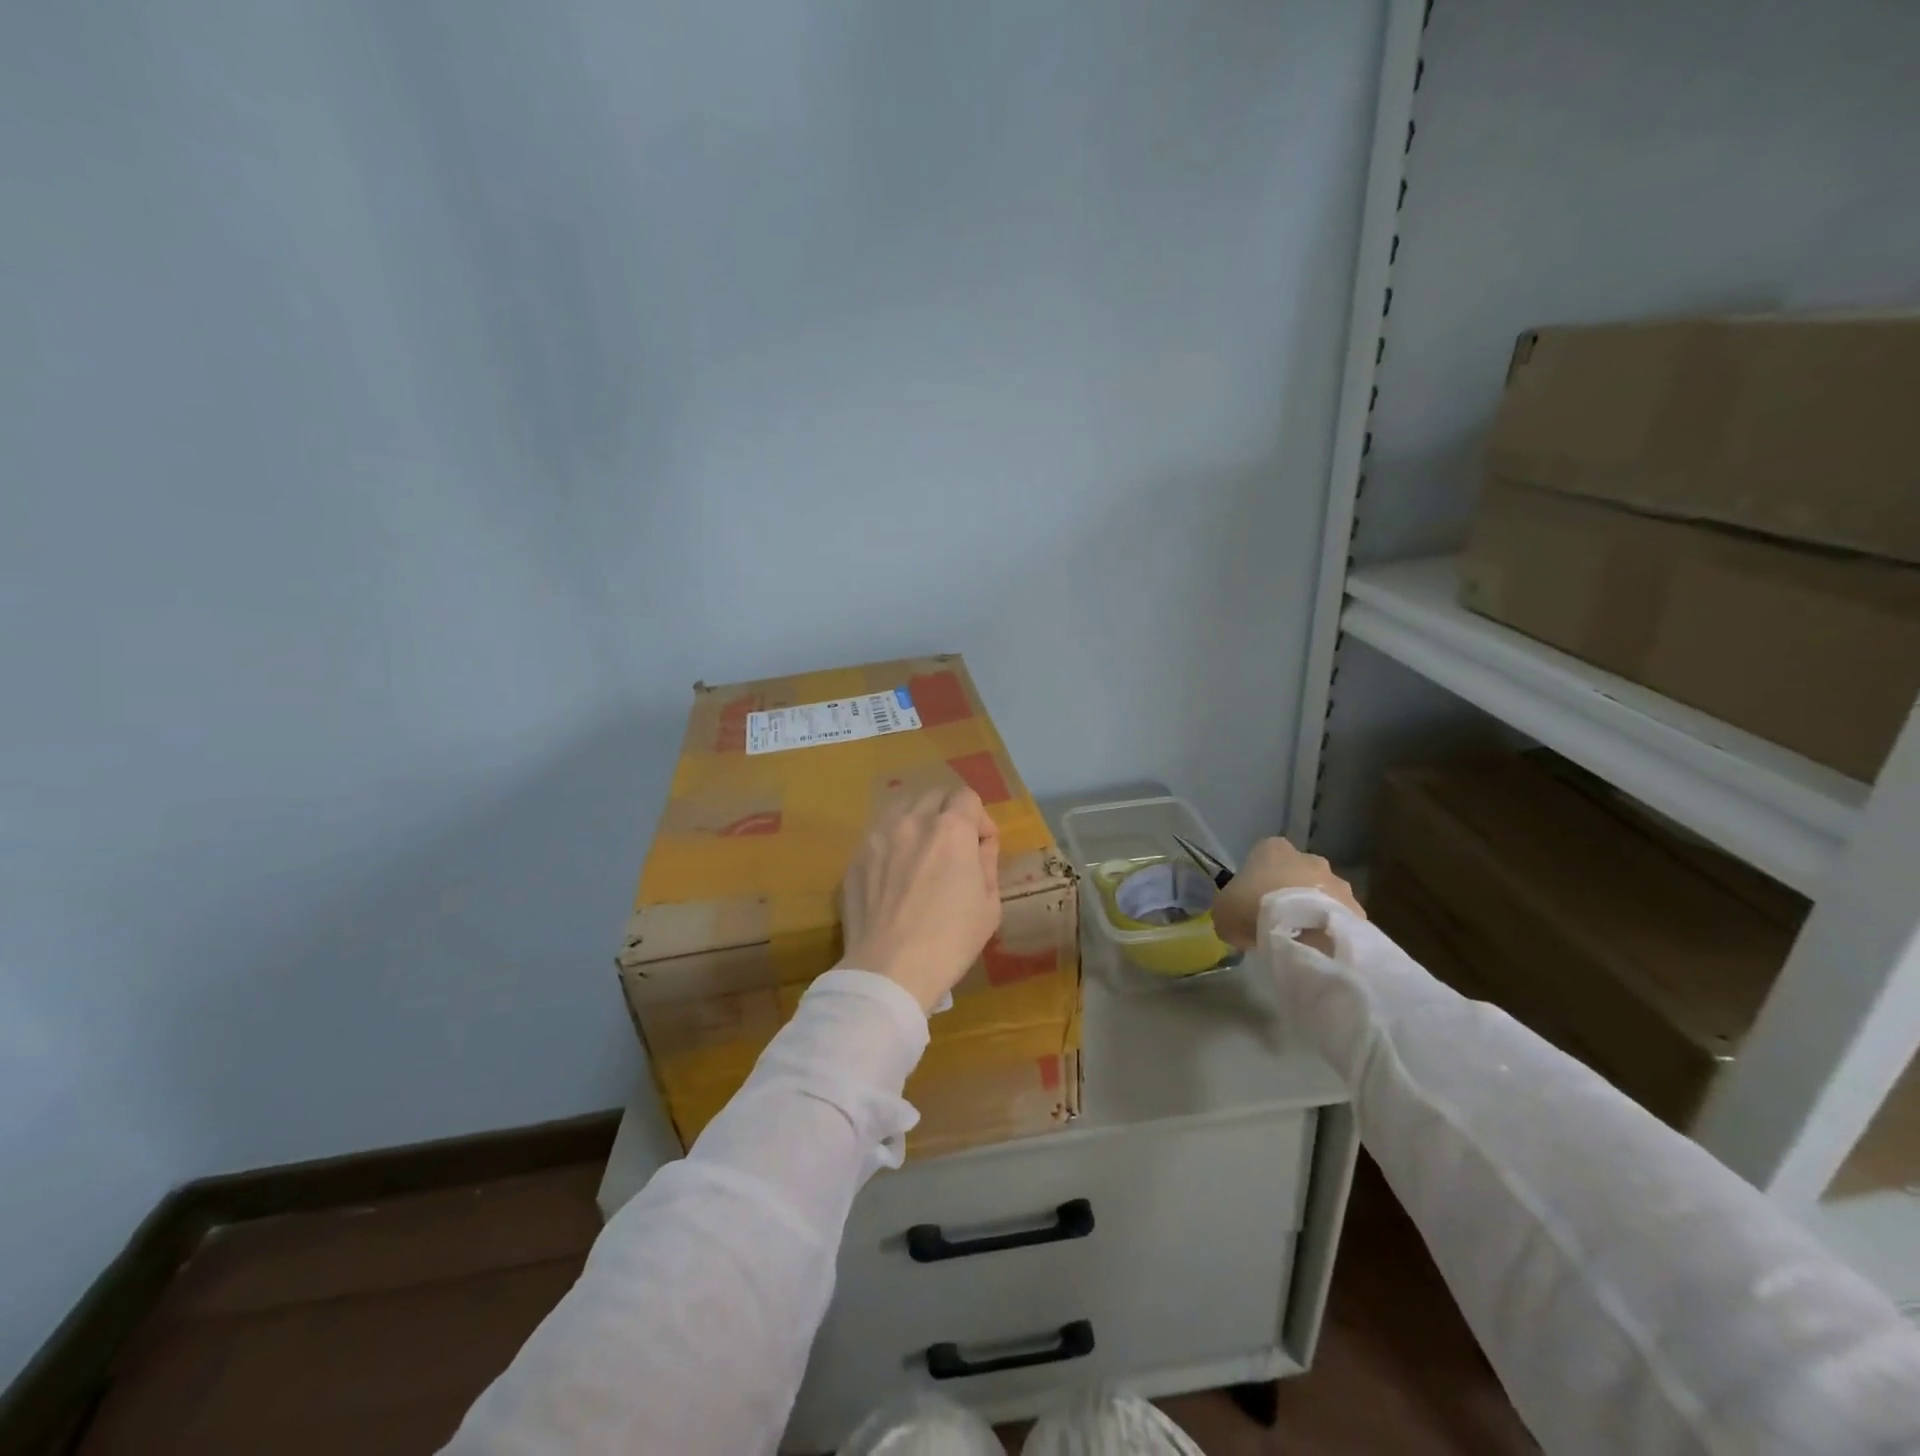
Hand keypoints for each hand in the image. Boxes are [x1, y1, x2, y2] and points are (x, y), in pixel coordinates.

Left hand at [839, 787, 1002, 1012]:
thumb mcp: (988, 906)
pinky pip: (878, 834)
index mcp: (951, 830)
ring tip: (921, 852)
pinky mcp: (855, 857)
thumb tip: (981, 845)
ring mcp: (878, 837)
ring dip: (917, 821)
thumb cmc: (950, 941)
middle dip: (949, 813)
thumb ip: (987, 863)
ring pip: (901, 808)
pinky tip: (894, 873)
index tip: (982, 846)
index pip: (967, 797)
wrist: (889, 970)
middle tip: (953, 846)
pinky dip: (892, 842)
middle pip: (934, 795)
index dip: (980, 819)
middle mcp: (912, 822)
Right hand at [1212, 838, 1363, 949]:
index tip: (1251, 904)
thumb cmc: (1254, 908)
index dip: (1256, 882)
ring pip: (1321, 895)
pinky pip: (1339, 918)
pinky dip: (1331, 930)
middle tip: (1277, 923)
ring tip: (1300, 940)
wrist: (1304, 931)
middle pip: (1296, 874)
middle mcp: (1308, 857)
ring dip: (1312, 911)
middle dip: (1289, 894)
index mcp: (1273, 849)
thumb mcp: (1224, 911)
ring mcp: (1337, 881)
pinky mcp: (1357, 907)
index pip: (1262, 858)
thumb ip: (1229, 911)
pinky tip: (1319, 948)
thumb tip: (1237, 924)